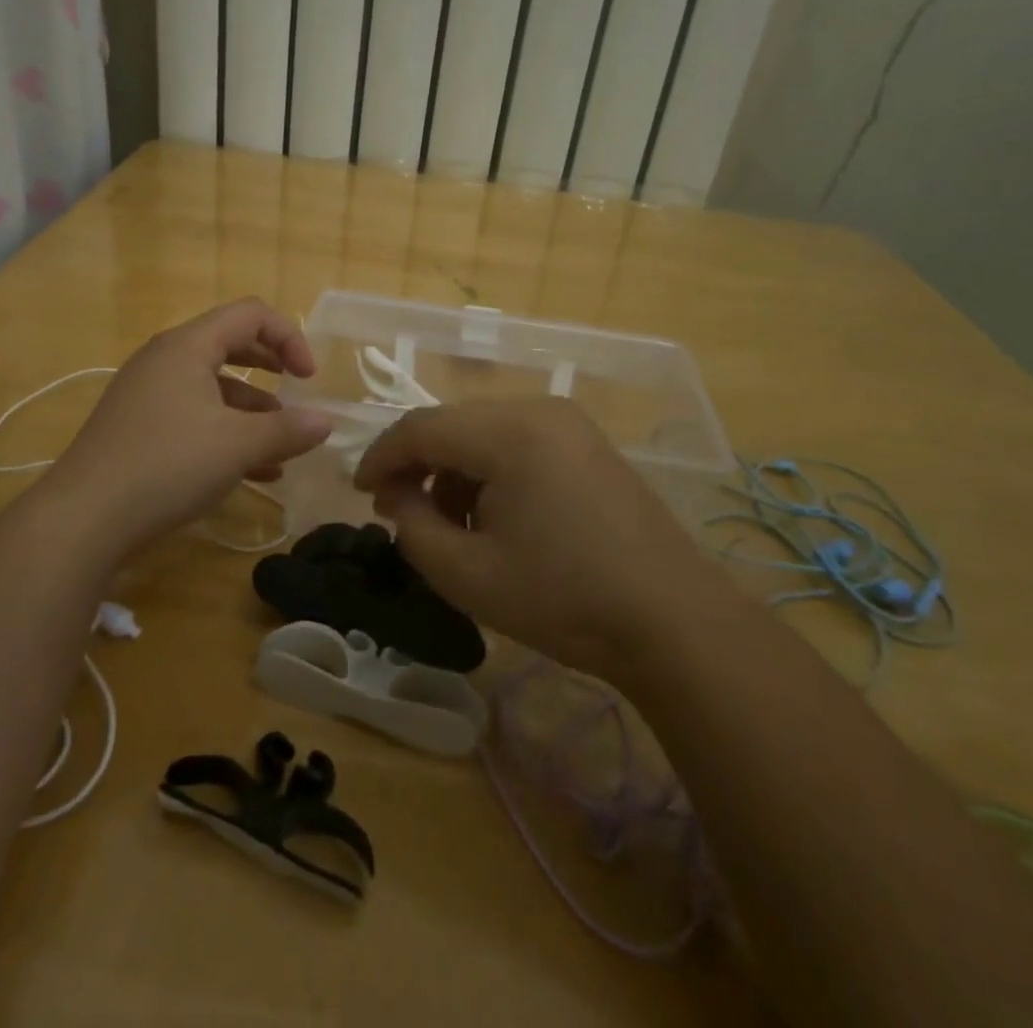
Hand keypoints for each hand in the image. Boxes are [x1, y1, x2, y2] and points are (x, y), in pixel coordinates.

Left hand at [46, 298, 332, 556]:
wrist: (83, 518)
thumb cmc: (167, 464)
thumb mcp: (237, 446)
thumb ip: (287, 430)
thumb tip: (326, 422)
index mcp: (187, 346)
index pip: (250, 314)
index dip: (288, 337)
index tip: (308, 378)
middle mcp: (165, 360)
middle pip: (230, 345)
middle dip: (270, 368)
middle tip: (297, 393)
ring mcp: (147, 395)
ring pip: (213, 388)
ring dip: (252, 411)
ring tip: (281, 448)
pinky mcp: (138, 428)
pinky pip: (193, 416)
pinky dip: (226, 433)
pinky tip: (254, 472)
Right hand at [352, 398, 700, 677]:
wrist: (673, 622)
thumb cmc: (563, 600)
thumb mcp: (467, 575)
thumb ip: (412, 528)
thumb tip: (397, 497)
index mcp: (510, 432)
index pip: (420, 427)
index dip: (380, 457)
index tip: (359, 493)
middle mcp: (539, 410)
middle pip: (452, 425)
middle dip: (418, 465)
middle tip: (398, 511)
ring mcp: (569, 424)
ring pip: (483, 433)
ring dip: (454, 471)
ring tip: (448, 526)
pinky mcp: (587, 444)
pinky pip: (517, 443)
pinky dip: (490, 472)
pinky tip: (494, 518)